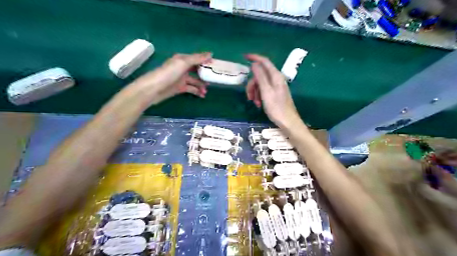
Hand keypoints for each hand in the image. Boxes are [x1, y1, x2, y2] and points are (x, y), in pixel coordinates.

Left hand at [131, 53, 210, 104]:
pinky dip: (197, 91)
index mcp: (182, 59)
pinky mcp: (180, 88)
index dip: (206, 61)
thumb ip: (197, 58)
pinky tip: (202, 95)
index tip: (216, 66)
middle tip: (214, 79)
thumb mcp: (183, 63)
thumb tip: (211, 53)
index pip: (197, 59)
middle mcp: (182, 68)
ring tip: (207, 90)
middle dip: (205, 74)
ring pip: (195, 81)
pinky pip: (191, 89)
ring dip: (201, 85)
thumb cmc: (168, 73)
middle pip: (197, 70)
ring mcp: (181, 78)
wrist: (154, 89)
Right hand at [245, 54, 302, 128]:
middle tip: (249, 96)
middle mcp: (276, 79)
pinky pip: (264, 90)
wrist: (287, 121)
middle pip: (260, 75)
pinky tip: (259, 104)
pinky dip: (259, 96)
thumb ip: (260, 77)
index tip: (244, 57)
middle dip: (252, 84)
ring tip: (255, 103)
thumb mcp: (266, 91)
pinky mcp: (275, 93)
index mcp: (275, 76)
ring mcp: (276, 86)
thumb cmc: (276, 107)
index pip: (264, 62)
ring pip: (260, 84)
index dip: (255, 58)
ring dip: (255, 92)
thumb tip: (254, 64)